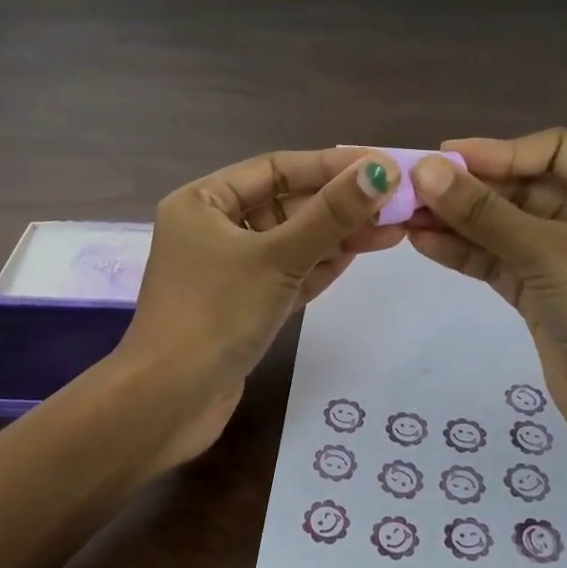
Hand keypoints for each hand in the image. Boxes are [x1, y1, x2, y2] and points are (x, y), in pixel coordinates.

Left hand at [117, 147, 403, 465]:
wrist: (170, 401)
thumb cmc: (217, 313)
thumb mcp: (277, 257)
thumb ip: (331, 215)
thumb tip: (381, 170)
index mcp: (203, 202)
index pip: (275, 169)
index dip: (330, 166)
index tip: (382, 167)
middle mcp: (211, 229)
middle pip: (285, 205)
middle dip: (338, 205)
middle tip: (396, 204)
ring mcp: (227, 270)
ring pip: (290, 242)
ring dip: (336, 236)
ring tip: (392, 230)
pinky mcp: (242, 306)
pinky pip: (286, 275)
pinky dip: (319, 267)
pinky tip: (358, 257)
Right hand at [406, 129, 566, 474]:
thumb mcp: (549, 254)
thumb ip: (484, 213)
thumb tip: (424, 170)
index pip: (553, 151)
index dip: (499, 150)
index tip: (446, 158)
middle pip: (523, 188)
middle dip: (470, 188)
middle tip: (413, 187)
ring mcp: (565, 261)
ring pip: (504, 228)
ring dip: (458, 221)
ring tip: (405, 216)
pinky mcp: (542, 297)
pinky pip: (498, 262)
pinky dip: (464, 253)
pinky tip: (424, 244)